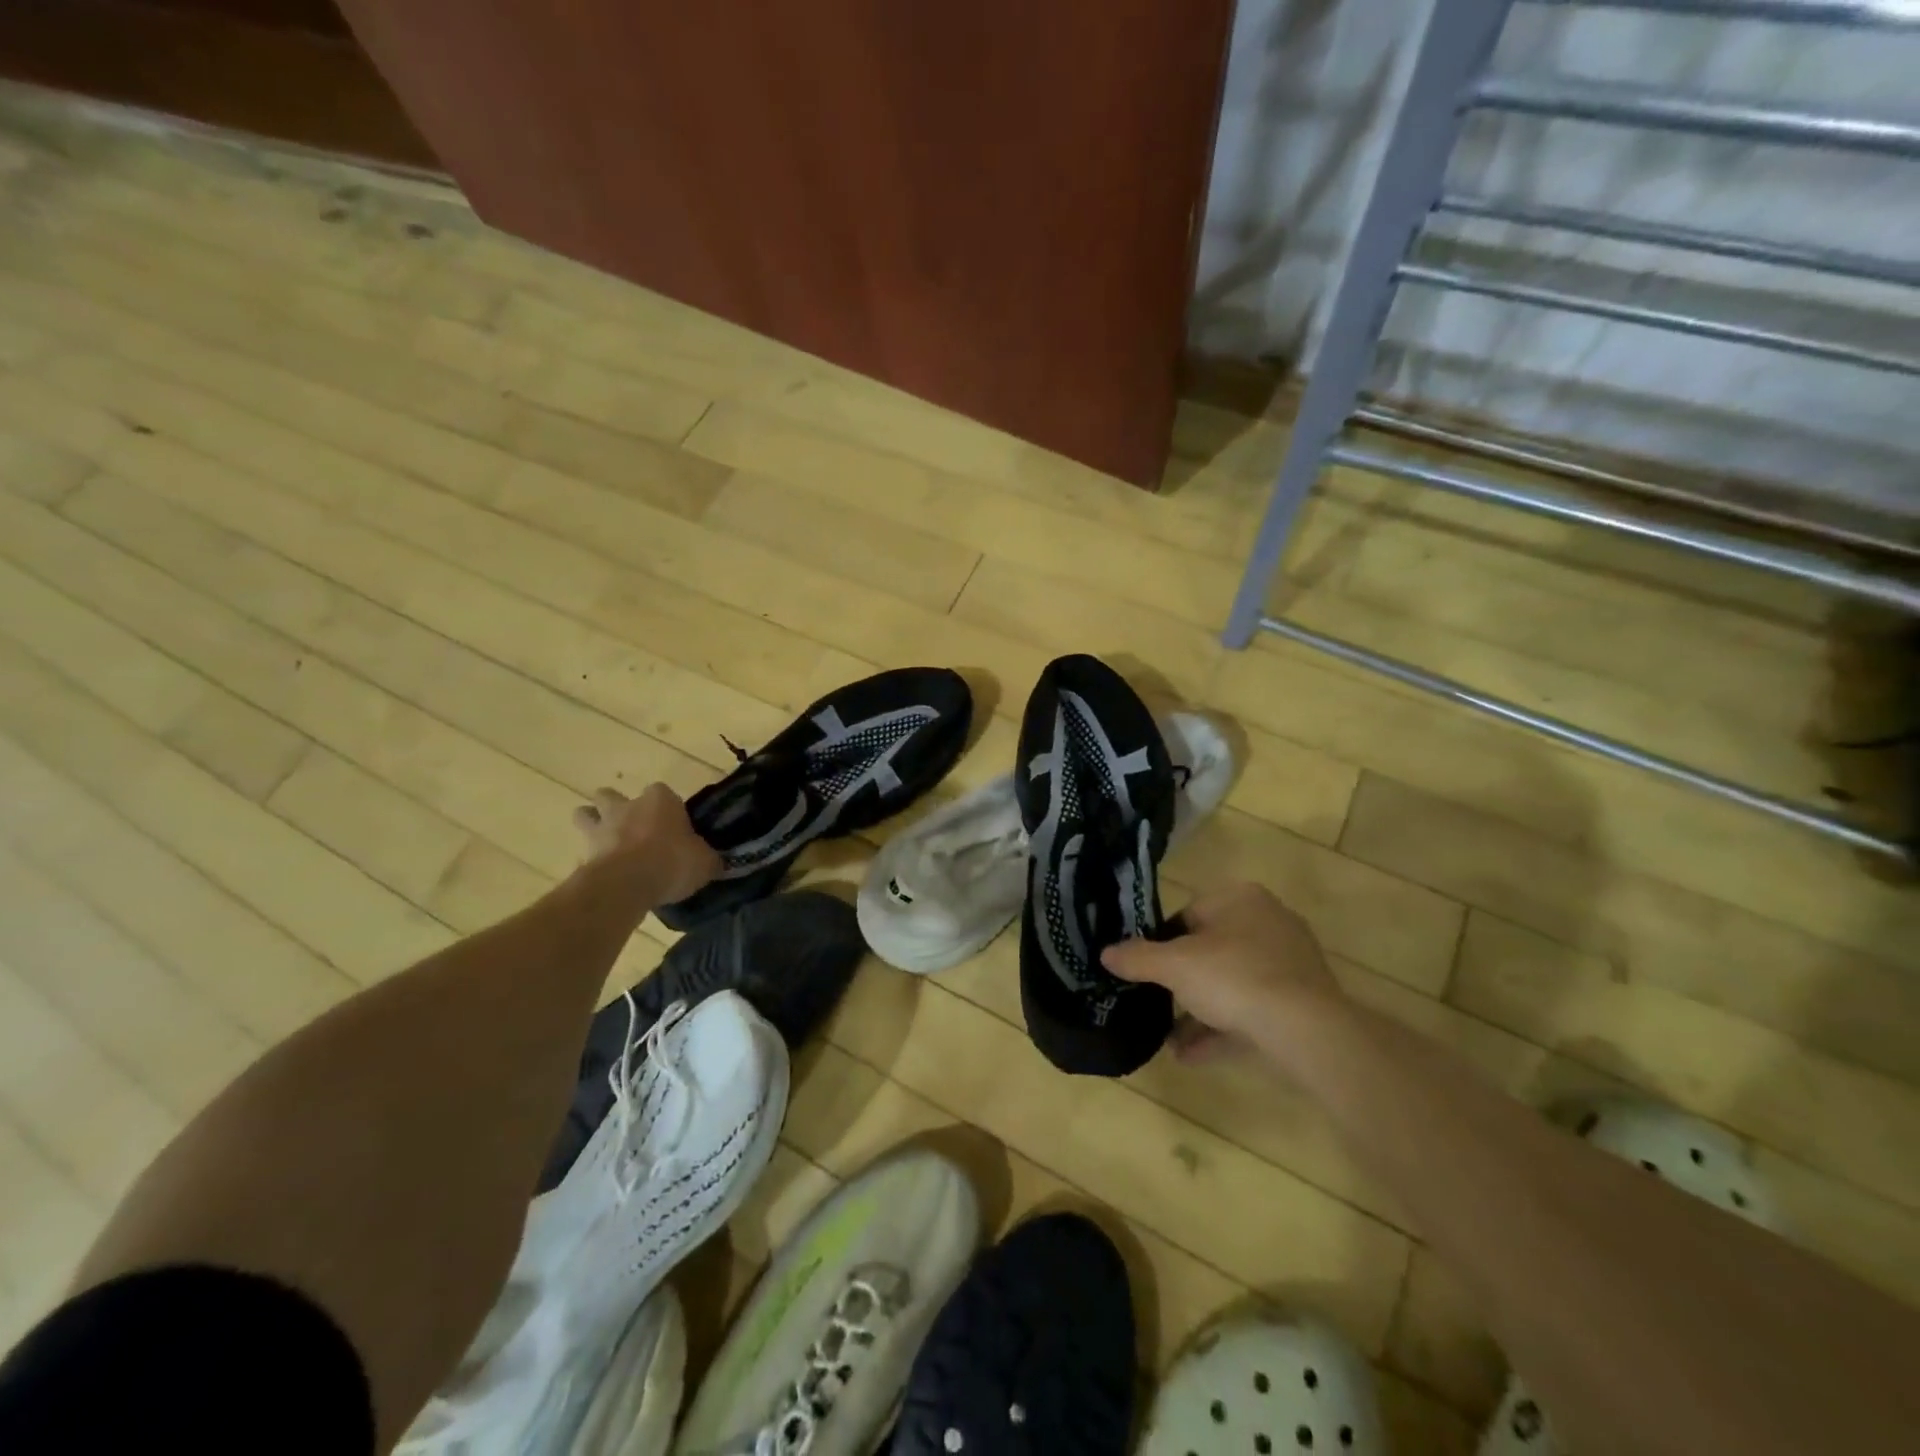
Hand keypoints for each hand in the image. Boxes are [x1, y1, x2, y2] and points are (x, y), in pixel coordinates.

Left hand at [573, 784, 719, 905]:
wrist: (627, 883)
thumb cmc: (672, 861)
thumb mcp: (704, 862)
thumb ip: (709, 859)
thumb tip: (717, 862)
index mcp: (660, 800)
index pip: (662, 792)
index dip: (667, 808)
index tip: (673, 825)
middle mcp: (627, 806)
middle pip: (613, 796)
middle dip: (617, 806)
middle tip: (632, 829)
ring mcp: (602, 827)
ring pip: (586, 814)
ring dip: (594, 824)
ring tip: (607, 843)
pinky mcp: (584, 852)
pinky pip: (583, 849)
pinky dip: (591, 857)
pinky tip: (604, 872)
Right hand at [1103, 883, 1340, 1062]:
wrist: (1305, 1030)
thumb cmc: (1233, 977)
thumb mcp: (1173, 965)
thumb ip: (1137, 957)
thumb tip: (1105, 953)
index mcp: (1240, 899)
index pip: (1189, 913)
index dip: (1161, 942)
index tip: (1145, 970)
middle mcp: (1268, 923)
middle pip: (1210, 951)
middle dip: (1181, 983)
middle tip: (1155, 1003)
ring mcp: (1289, 965)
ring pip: (1231, 985)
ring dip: (1199, 1012)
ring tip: (1168, 1039)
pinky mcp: (1302, 1003)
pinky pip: (1251, 1012)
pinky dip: (1222, 1030)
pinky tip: (1191, 1056)